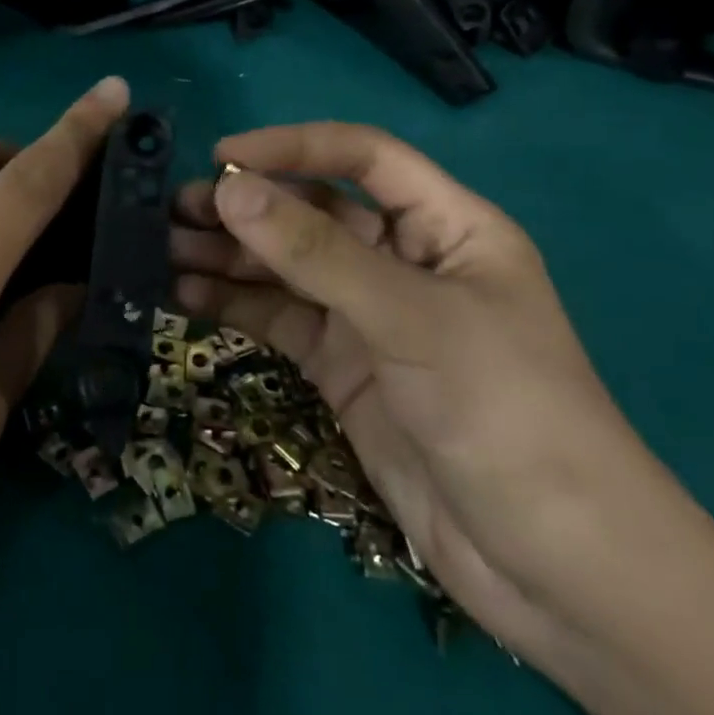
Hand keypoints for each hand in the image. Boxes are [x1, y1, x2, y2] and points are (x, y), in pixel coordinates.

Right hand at [171, 122, 706, 657]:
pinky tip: (183, 295)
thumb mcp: (410, 318)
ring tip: (161, 250)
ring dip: (227, 255)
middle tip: (173, 210)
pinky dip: (233, 304)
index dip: (293, 147)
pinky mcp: (342, 367)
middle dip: (247, 207)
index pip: (362, 158)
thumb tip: (229, 189)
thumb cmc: (505, 413)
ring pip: (286, 267)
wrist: (552, 567)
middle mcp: (403, 261)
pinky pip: (279, 319)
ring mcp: (369, 317)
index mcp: (446, 226)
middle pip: (314, 212)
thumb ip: (316, 252)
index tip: (221, 155)